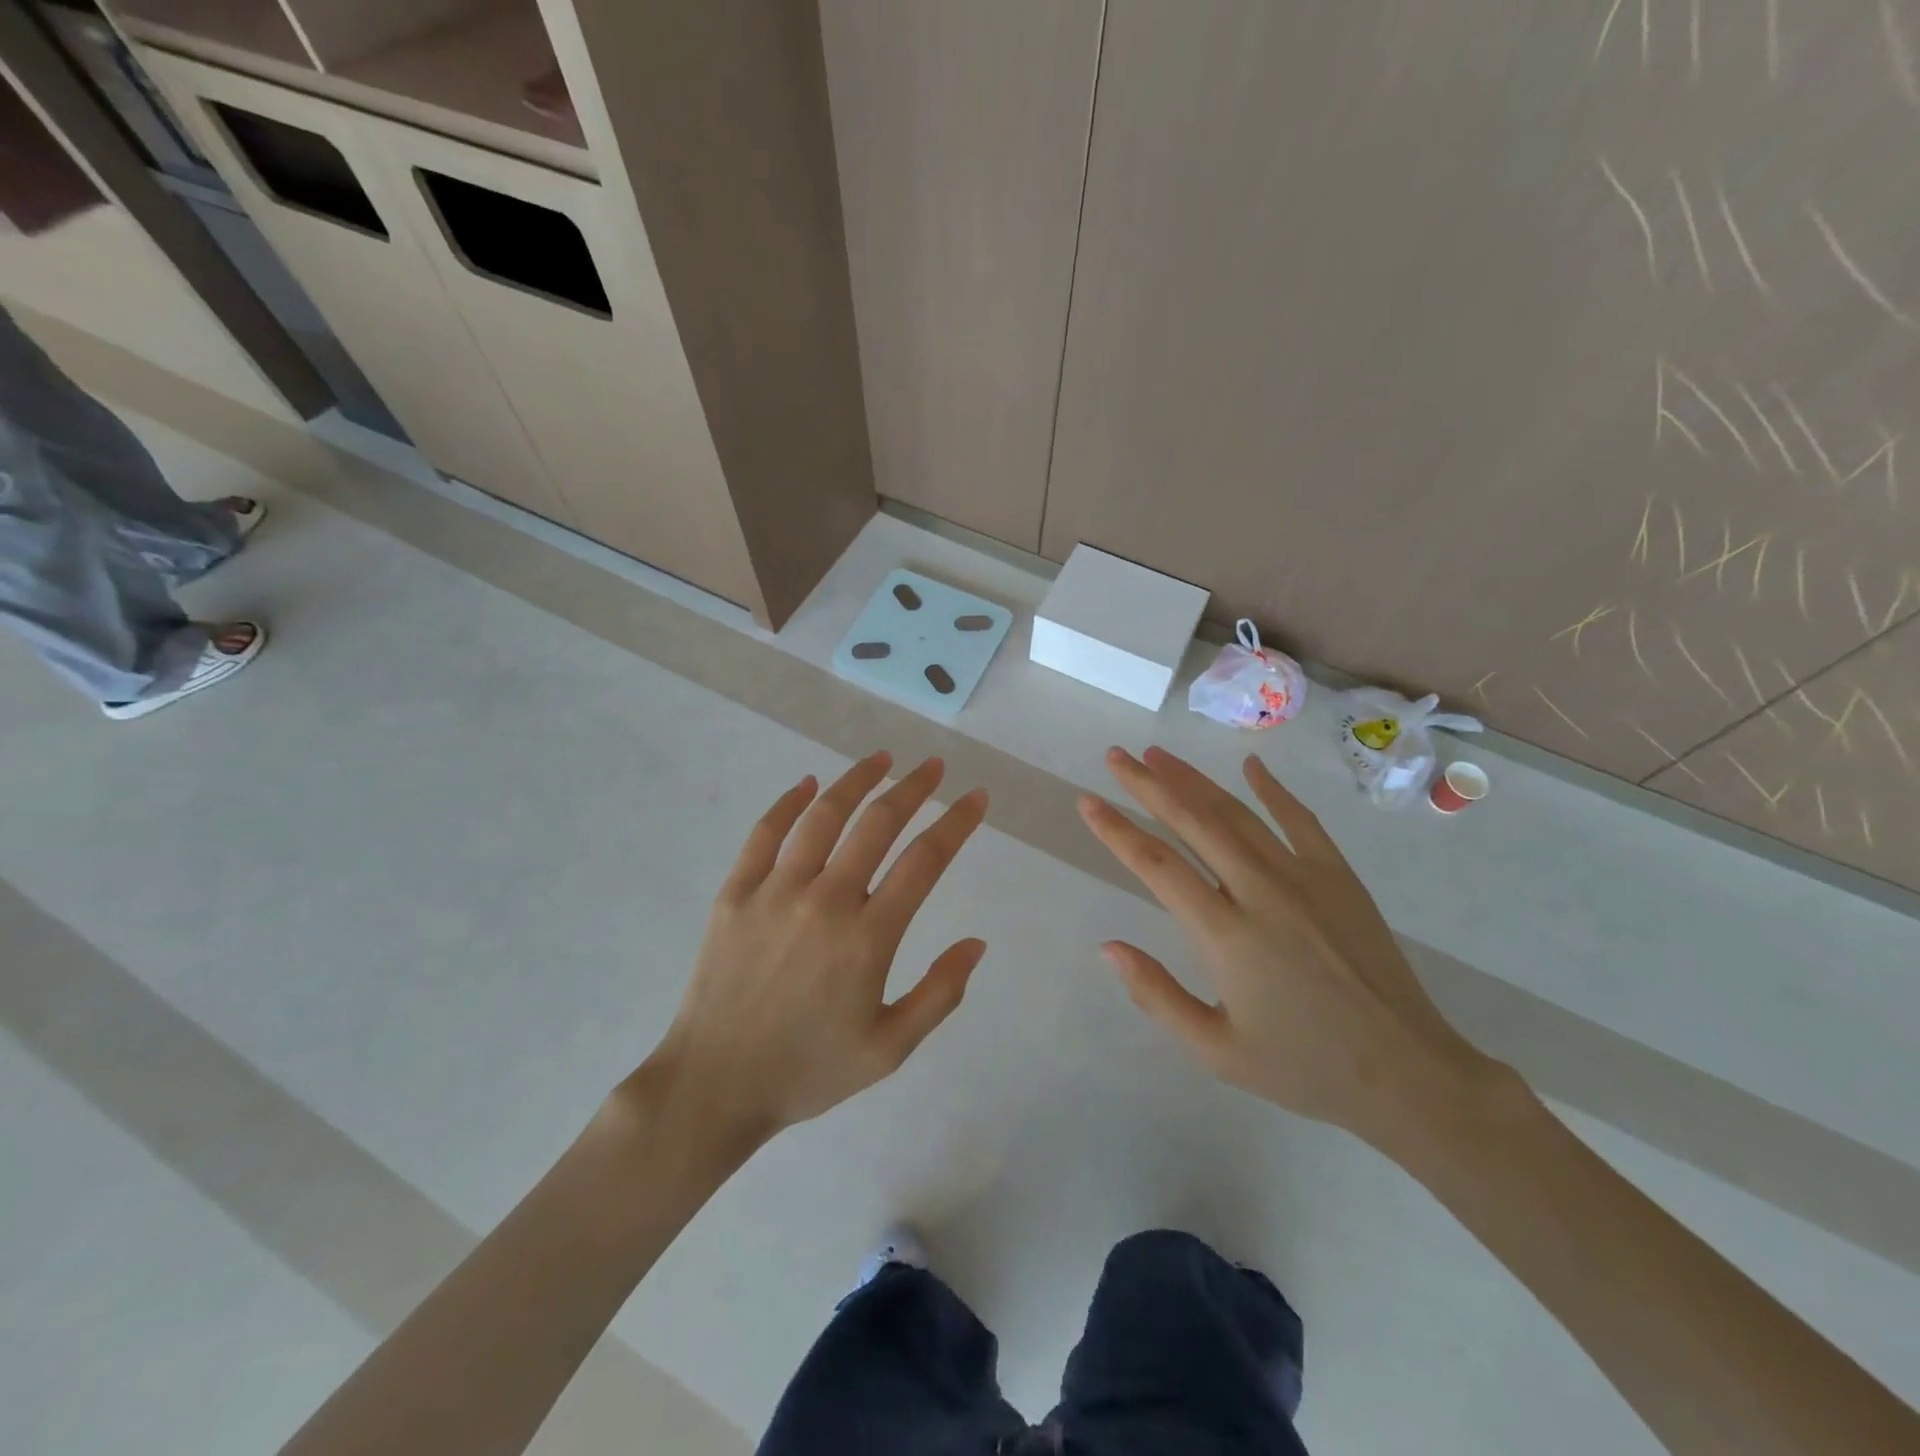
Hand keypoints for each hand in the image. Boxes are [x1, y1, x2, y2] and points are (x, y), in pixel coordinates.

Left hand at [645, 752, 988, 1145]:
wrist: (715, 1087)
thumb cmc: (808, 1070)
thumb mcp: (889, 1049)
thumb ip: (939, 993)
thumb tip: (977, 943)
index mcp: (868, 938)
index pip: (924, 861)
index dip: (956, 823)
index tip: (976, 798)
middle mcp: (825, 900)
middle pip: (877, 824)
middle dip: (913, 788)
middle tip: (934, 767)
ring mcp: (775, 891)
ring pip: (823, 816)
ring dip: (856, 780)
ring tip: (882, 759)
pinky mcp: (735, 893)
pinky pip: (765, 834)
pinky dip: (789, 802)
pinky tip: (808, 783)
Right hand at [1079, 746, 1501, 1147]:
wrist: (1406, 1073)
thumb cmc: (1302, 1067)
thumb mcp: (1216, 1051)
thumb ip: (1157, 996)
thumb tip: (1107, 947)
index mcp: (1226, 935)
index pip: (1157, 865)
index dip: (1116, 830)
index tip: (1088, 802)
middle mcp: (1261, 893)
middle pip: (1193, 823)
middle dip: (1148, 785)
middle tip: (1116, 756)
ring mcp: (1305, 878)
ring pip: (1238, 814)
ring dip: (1194, 780)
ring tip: (1158, 754)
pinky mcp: (1339, 878)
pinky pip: (1300, 821)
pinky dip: (1272, 790)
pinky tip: (1250, 766)